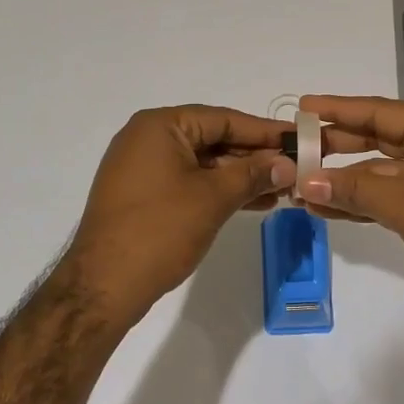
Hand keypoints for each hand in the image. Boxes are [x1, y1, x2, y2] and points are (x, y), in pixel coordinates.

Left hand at [62, 105, 294, 325]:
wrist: (104, 285)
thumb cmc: (160, 230)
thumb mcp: (214, 198)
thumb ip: (253, 174)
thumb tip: (287, 164)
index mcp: (160, 126)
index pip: (223, 118)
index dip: (264, 131)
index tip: (299, 140)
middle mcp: (147, 138)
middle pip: (213, 139)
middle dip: (254, 157)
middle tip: (295, 169)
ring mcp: (142, 167)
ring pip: (202, 163)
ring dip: (240, 176)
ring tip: (281, 190)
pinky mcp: (142, 194)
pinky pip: (188, 181)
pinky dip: (217, 189)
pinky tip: (251, 202)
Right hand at [298, 94, 403, 332]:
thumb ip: (355, 190)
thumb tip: (303, 181)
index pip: (378, 111)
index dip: (338, 109)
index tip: (301, 107)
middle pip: (374, 139)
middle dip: (334, 145)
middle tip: (292, 149)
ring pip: (375, 173)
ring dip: (339, 180)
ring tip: (297, 185)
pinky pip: (382, 199)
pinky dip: (355, 203)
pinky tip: (323, 210)